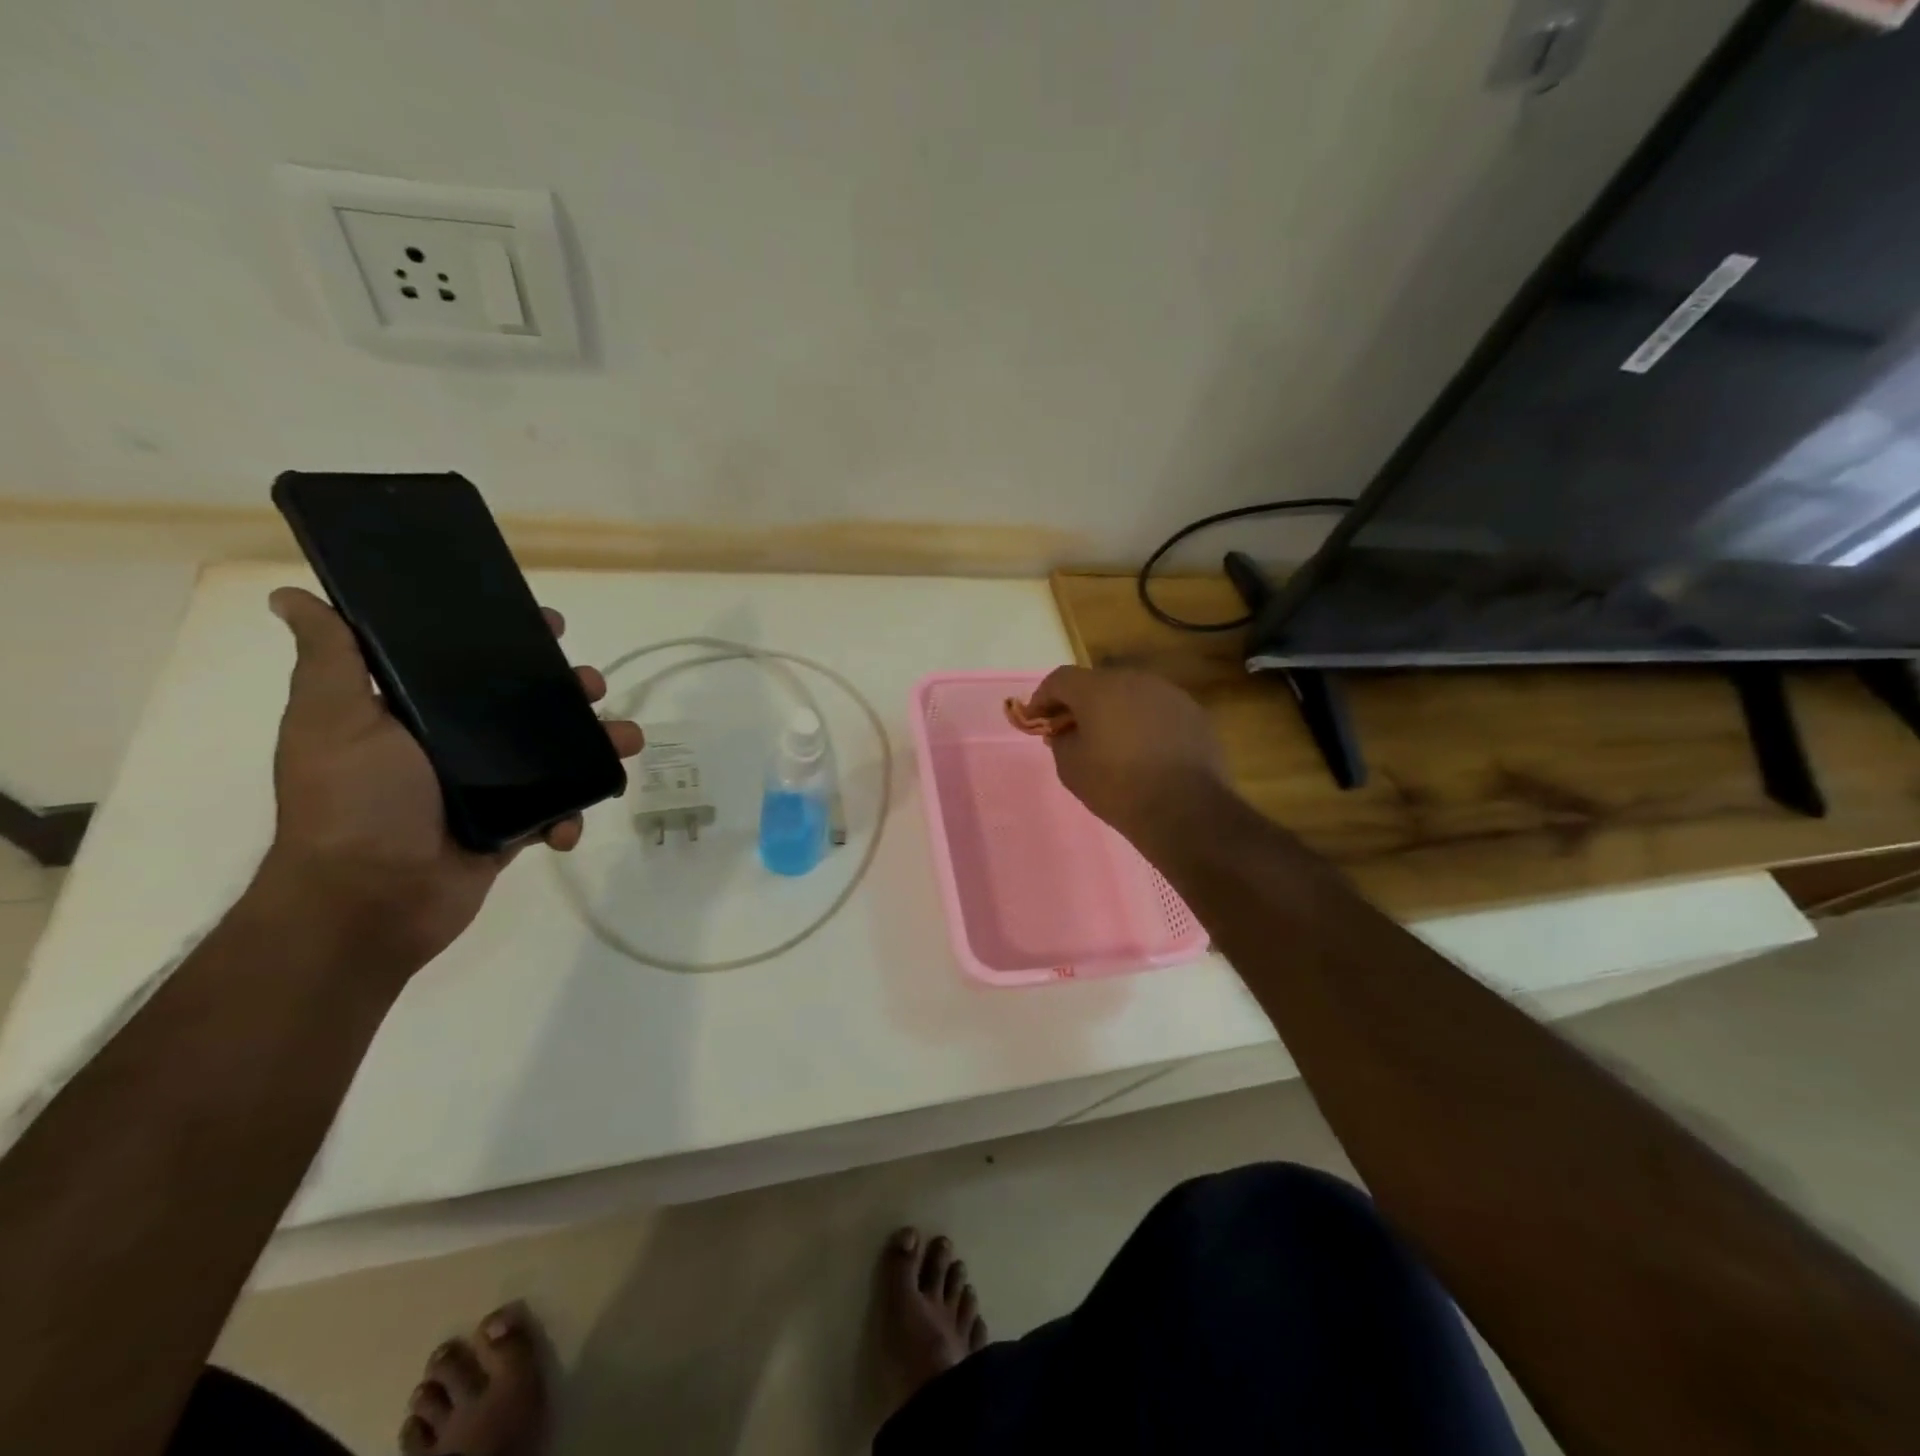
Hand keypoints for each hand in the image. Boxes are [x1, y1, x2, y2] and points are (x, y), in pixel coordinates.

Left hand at [248, 587, 643, 977]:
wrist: (370, 902)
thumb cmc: (354, 803)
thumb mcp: (334, 722)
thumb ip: (332, 661)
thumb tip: (290, 596)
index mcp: (417, 714)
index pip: (471, 664)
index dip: (512, 640)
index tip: (548, 624)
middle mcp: (454, 746)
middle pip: (526, 705)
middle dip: (569, 691)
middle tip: (593, 686)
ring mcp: (488, 789)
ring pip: (557, 755)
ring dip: (596, 746)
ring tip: (625, 742)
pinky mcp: (512, 827)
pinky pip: (557, 810)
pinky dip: (571, 814)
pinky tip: (567, 824)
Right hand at [1025, 666, 1228, 849]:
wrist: (1185, 809)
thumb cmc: (1117, 786)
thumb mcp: (1071, 768)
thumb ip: (1061, 741)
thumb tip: (1066, 731)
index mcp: (1098, 689)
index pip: (1060, 679)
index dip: (1043, 697)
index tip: (1036, 719)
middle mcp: (1134, 680)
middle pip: (1097, 683)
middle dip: (1080, 703)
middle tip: (1072, 730)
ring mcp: (1168, 694)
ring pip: (1130, 694)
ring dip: (1114, 711)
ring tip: (1110, 740)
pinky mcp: (1193, 713)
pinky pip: (1157, 711)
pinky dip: (1143, 723)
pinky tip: (1144, 750)